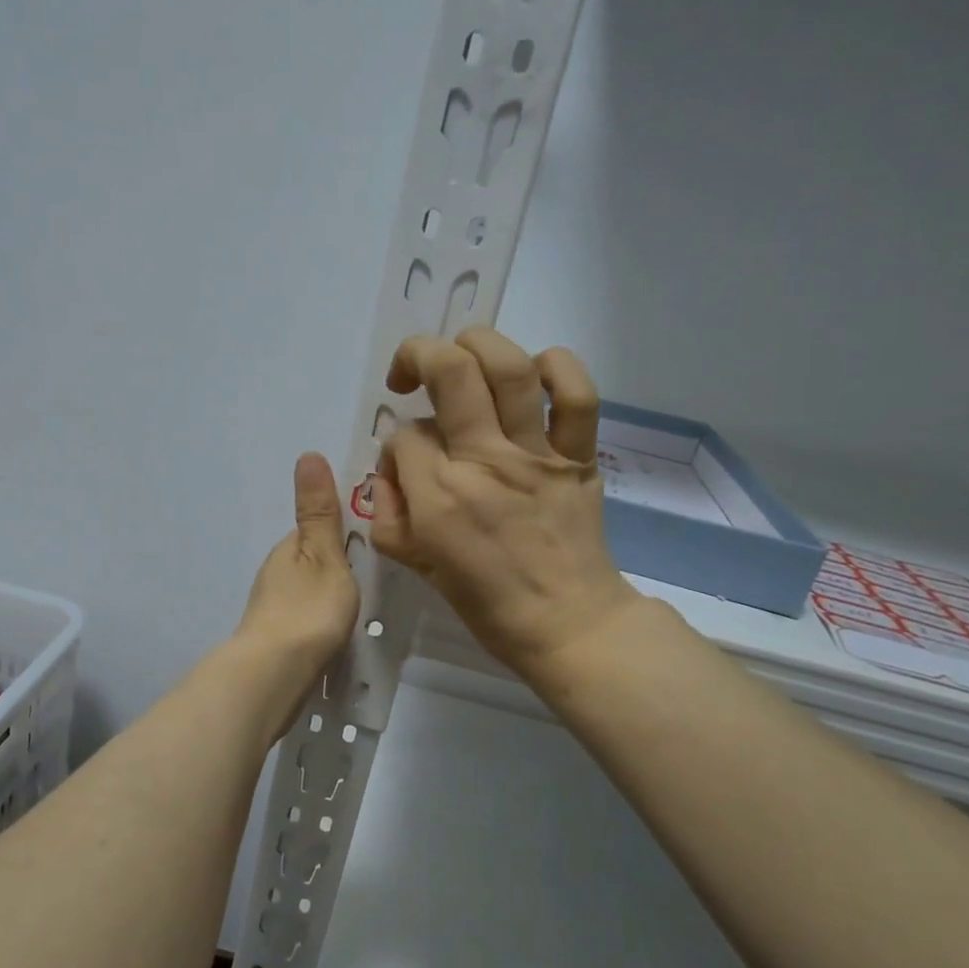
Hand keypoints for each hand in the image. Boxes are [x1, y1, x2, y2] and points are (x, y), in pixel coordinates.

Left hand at [235, 452, 359, 679]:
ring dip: (328, 593)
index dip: (343, 530)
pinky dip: (321, 619)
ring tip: (361, 607)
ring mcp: (272, 608)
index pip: (317, 528)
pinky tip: (337, 633)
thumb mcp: (324, 554)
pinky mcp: (276, 638)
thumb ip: (319, 512)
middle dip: (337, 564)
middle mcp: (275, 573)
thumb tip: (306, 454)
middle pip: (312, 561)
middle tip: (374, 578)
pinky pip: (305, 618)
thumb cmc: (308, 610)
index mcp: (287, 548)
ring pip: (307, 590)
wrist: (274, 675)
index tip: (373, 540)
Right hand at [370, 329, 638, 679]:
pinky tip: (535, 374)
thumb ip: (390, 517)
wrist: (567, 623)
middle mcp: (483, 461)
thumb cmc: (487, 603)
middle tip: (410, 375)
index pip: (404, 435)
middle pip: (449, 372)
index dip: (397, 443)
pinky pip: (578, 394)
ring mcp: (536, 454)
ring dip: (477, 344)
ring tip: (463, 355)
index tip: (407, 466)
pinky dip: (558, 368)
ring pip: (508, 367)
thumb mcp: (418, 568)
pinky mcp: (578, 455)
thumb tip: (390, 473)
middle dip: (419, 356)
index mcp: (438, 496)